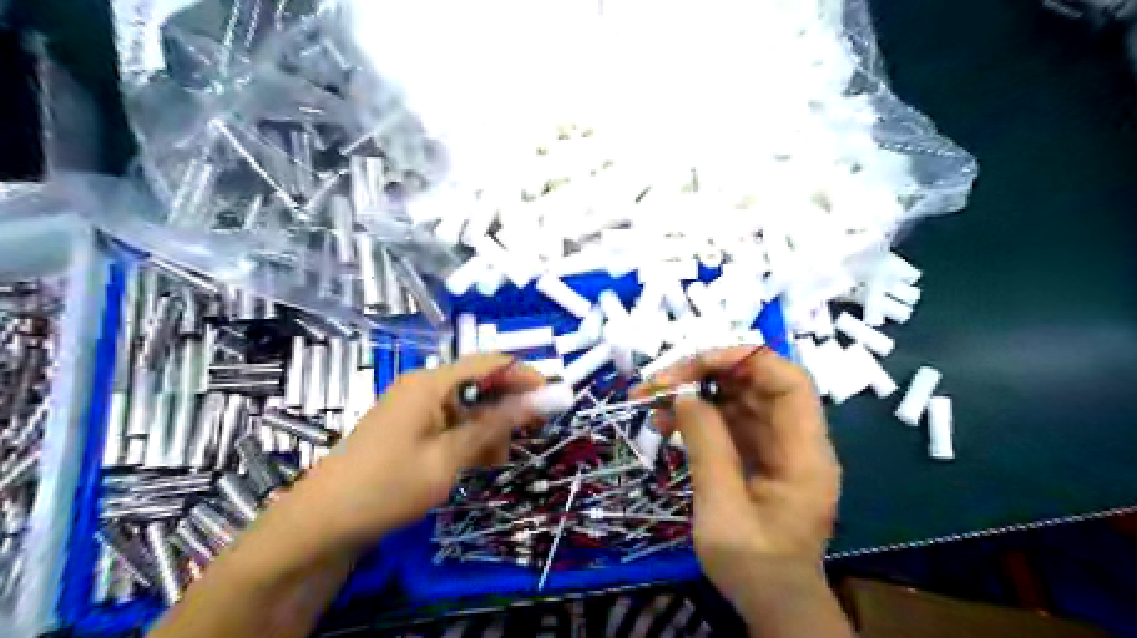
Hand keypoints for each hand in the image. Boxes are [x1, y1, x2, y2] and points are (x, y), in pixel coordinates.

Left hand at [289, 352, 542, 546]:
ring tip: (494, 461)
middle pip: (480, 384)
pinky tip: (475, 462)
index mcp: (431, 384)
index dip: (525, 376)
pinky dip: (469, 438)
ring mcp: (415, 406)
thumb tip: (539, 399)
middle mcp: (424, 386)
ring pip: (469, 406)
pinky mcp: (410, 426)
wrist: (322, 523)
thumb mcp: (448, 458)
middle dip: (507, 408)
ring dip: (489, 428)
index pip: (490, 363)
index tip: (553, 398)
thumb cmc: (387, 487)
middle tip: (526, 438)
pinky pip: (451, 422)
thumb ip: (495, 425)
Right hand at [636, 349, 837, 612]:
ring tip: (649, 403)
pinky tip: (663, 424)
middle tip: (658, 383)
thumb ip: (707, 448)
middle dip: (705, 375)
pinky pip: (726, 420)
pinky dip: (694, 416)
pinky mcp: (755, 454)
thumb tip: (683, 395)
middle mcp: (795, 441)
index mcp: (805, 455)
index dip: (745, 361)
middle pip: (756, 384)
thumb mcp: (723, 512)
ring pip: (736, 398)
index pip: (788, 382)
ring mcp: (774, 446)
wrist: (773, 605)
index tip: (695, 364)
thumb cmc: (755, 568)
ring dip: (693, 394)